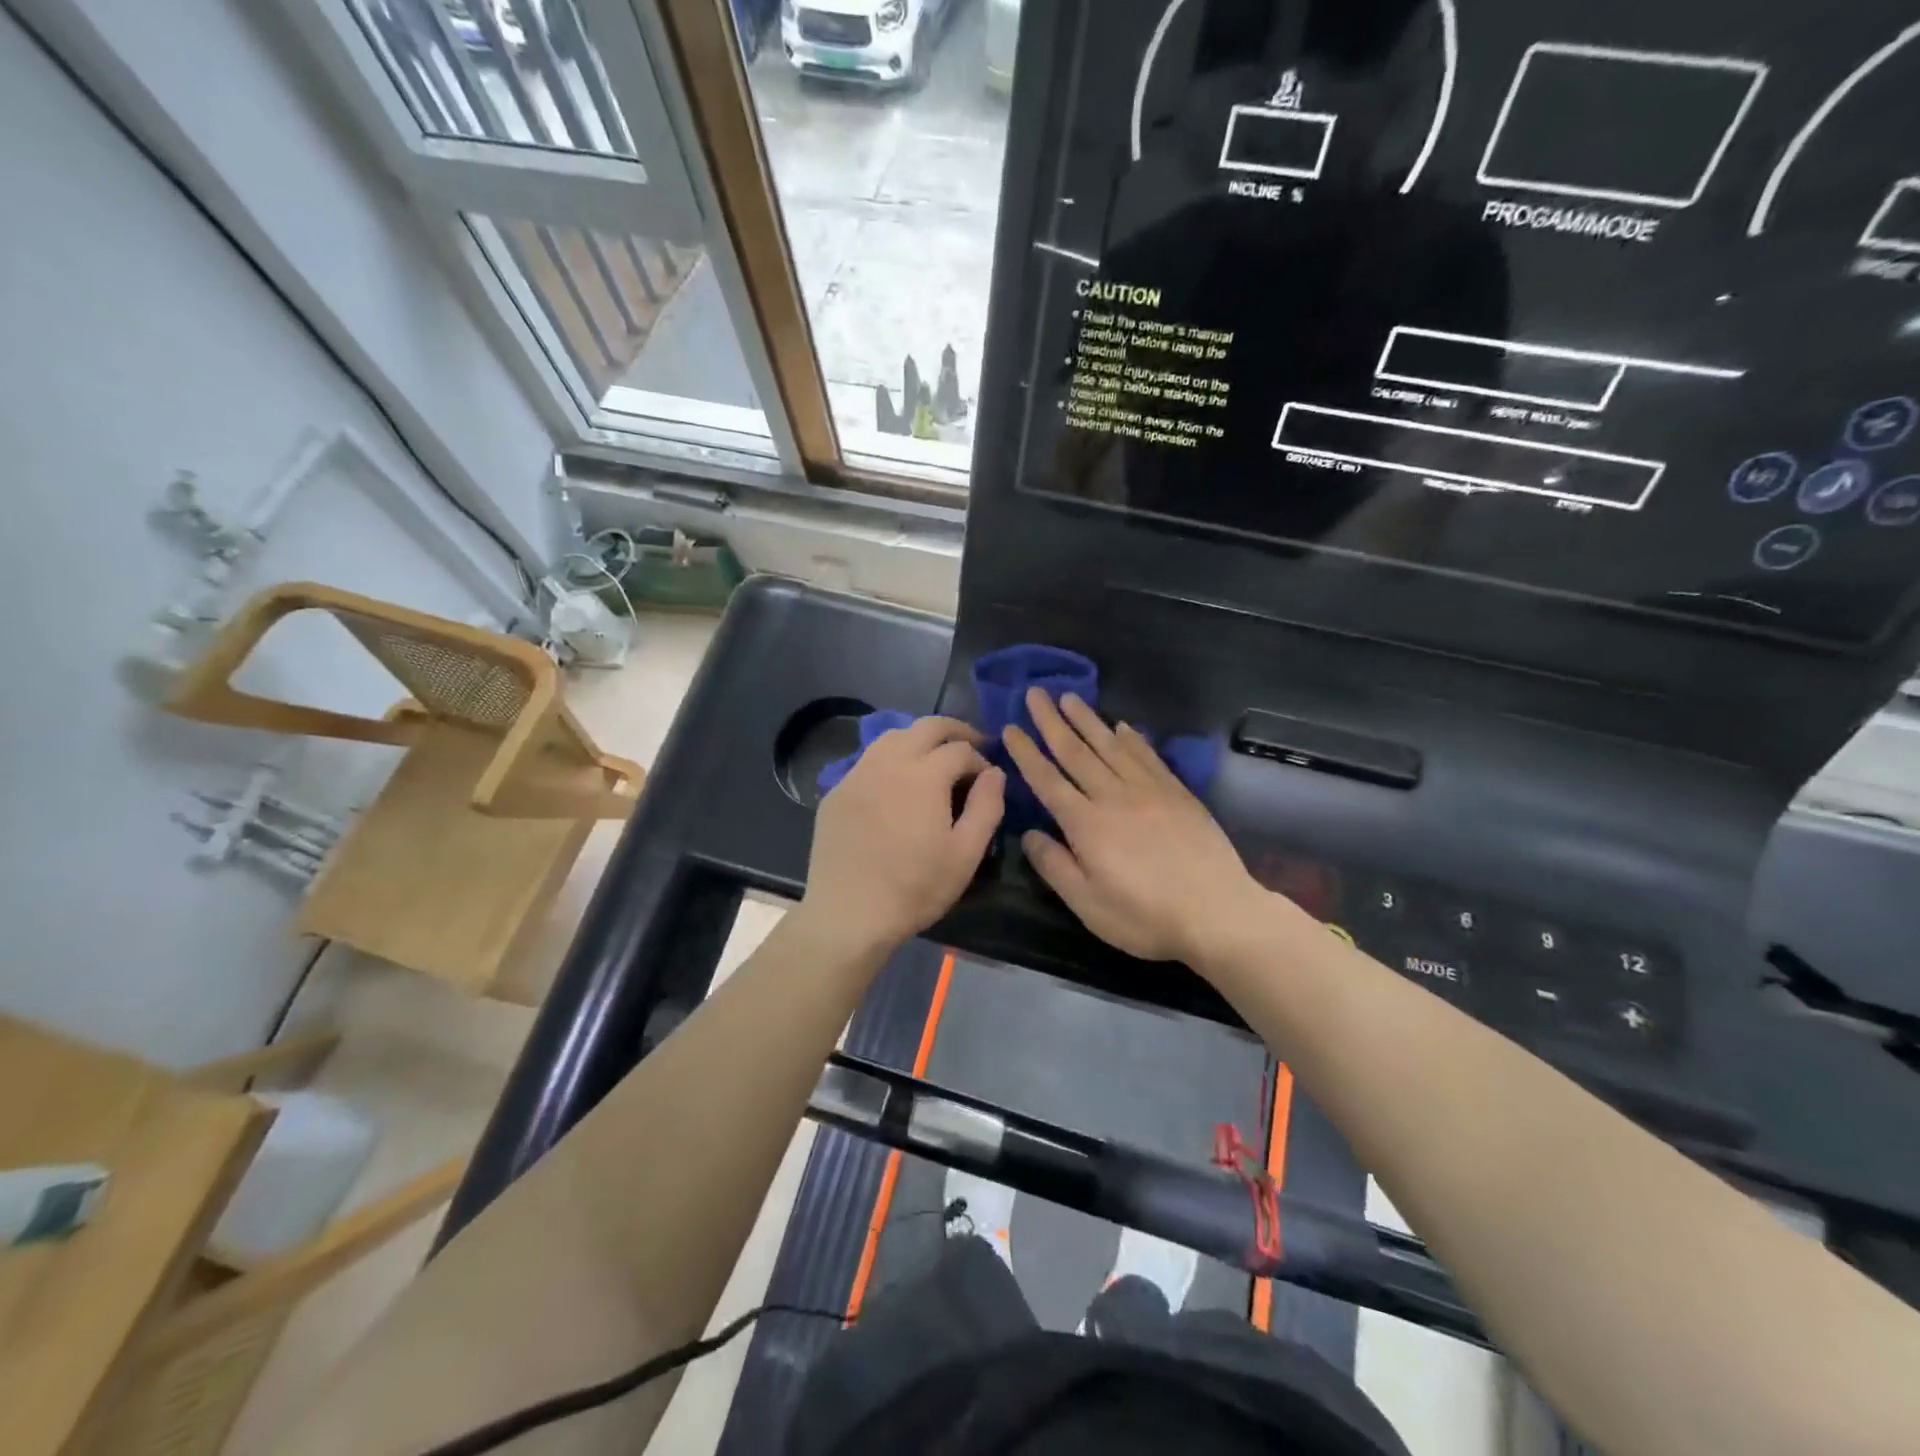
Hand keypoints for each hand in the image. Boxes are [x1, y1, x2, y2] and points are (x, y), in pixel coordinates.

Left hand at [801, 717, 1004, 960]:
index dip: (981, 758)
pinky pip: (868, 760)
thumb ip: (987, 807)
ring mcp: (857, 774)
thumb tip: (995, 772)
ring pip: (892, 736)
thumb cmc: (915, 888)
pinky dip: (890, 758)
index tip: (988, 778)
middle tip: (972, 743)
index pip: (960, 749)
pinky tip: (895, 783)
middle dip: (954, 731)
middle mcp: (889, 761)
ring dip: (919, 738)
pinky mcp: (837, 792)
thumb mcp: (965, 854)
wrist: (849, 913)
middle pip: (926, 727)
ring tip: (934, 757)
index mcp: (924, 774)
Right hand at [1002, 689, 1262, 963]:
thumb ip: (1055, 865)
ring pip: (1111, 746)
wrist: (1217, 912)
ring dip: (1087, 720)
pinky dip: (1131, 738)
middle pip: (1076, 752)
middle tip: (1035, 692)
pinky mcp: (1177, 793)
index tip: (1010, 728)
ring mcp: (1149, 790)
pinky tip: (1122, 726)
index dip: (1027, 753)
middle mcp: (1114, 796)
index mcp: (1087, 823)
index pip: (1048, 780)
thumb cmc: (1145, 916)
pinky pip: (1148, 756)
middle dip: (1051, 721)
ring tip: (1069, 697)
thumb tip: (1029, 834)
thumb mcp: (1088, 904)